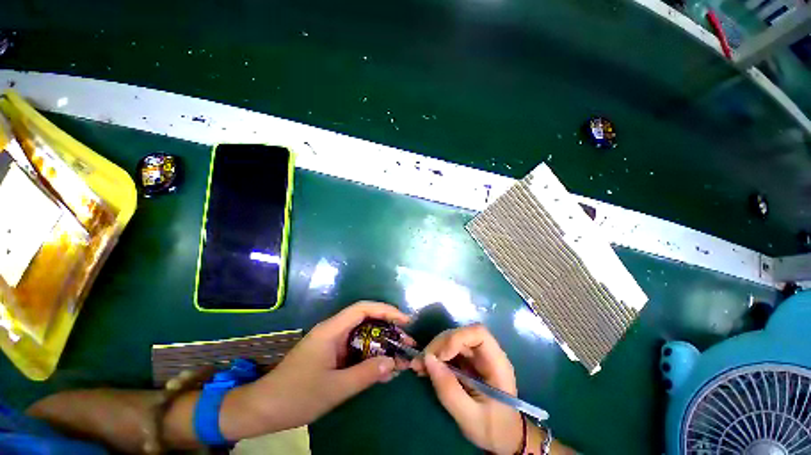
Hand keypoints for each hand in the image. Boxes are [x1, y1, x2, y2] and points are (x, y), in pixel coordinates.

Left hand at [233, 301, 410, 432]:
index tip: (405, 321)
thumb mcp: (335, 388)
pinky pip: (356, 349)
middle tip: (406, 342)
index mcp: (332, 330)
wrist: (264, 409)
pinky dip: (370, 356)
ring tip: (399, 356)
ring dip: (381, 345)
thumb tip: (393, 362)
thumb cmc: (296, 396)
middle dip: (388, 329)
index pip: (363, 308)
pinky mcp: (332, 353)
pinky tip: (382, 369)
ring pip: (363, 335)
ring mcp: (332, 342)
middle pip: (366, 320)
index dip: (386, 310)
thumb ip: (366, 374)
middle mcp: (334, 330)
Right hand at [411, 324, 522, 454]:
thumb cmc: (493, 429)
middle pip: (460, 334)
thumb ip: (449, 390)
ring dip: (433, 351)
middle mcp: (485, 353)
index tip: (441, 356)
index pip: (478, 333)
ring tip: (418, 366)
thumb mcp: (470, 417)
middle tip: (422, 362)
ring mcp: (475, 357)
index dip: (457, 337)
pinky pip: (448, 352)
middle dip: (439, 345)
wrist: (503, 438)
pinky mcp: (466, 362)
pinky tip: (423, 368)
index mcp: (496, 363)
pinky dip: (434, 358)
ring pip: (451, 341)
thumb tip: (428, 360)